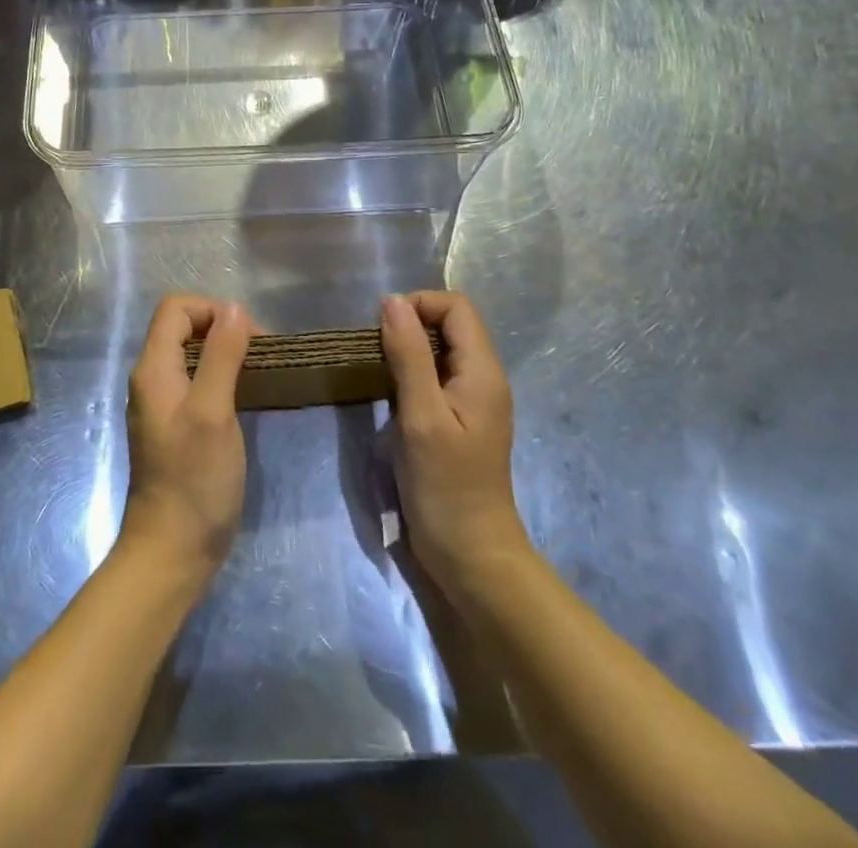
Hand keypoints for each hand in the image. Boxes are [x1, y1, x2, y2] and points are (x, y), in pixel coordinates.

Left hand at [120, 295, 255, 583]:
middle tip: (260, 354)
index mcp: (153, 369)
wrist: (173, 550)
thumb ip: (221, 356)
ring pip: (192, 354)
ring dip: (226, 353)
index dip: (213, 310)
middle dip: (223, 328)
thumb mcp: (213, 412)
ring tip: (258, 372)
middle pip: (184, 327)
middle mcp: (152, 379)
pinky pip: (197, 381)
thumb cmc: (194, 479)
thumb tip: (234, 308)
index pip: (175, 308)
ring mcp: (163, 403)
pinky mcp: (177, 424)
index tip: (249, 337)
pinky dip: (222, 377)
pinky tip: (245, 397)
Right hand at [380, 292, 530, 593]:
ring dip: (407, 351)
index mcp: (483, 372)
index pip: (456, 307)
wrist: (471, 556)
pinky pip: (435, 378)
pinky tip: (389, 396)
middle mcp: (483, 379)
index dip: (419, 305)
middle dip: (410, 325)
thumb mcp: (421, 416)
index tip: (383, 328)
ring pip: (440, 352)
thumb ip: (408, 355)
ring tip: (377, 371)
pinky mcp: (458, 421)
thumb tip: (392, 301)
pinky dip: (410, 375)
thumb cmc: (446, 486)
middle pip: (450, 326)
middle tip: (374, 351)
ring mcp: (472, 401)